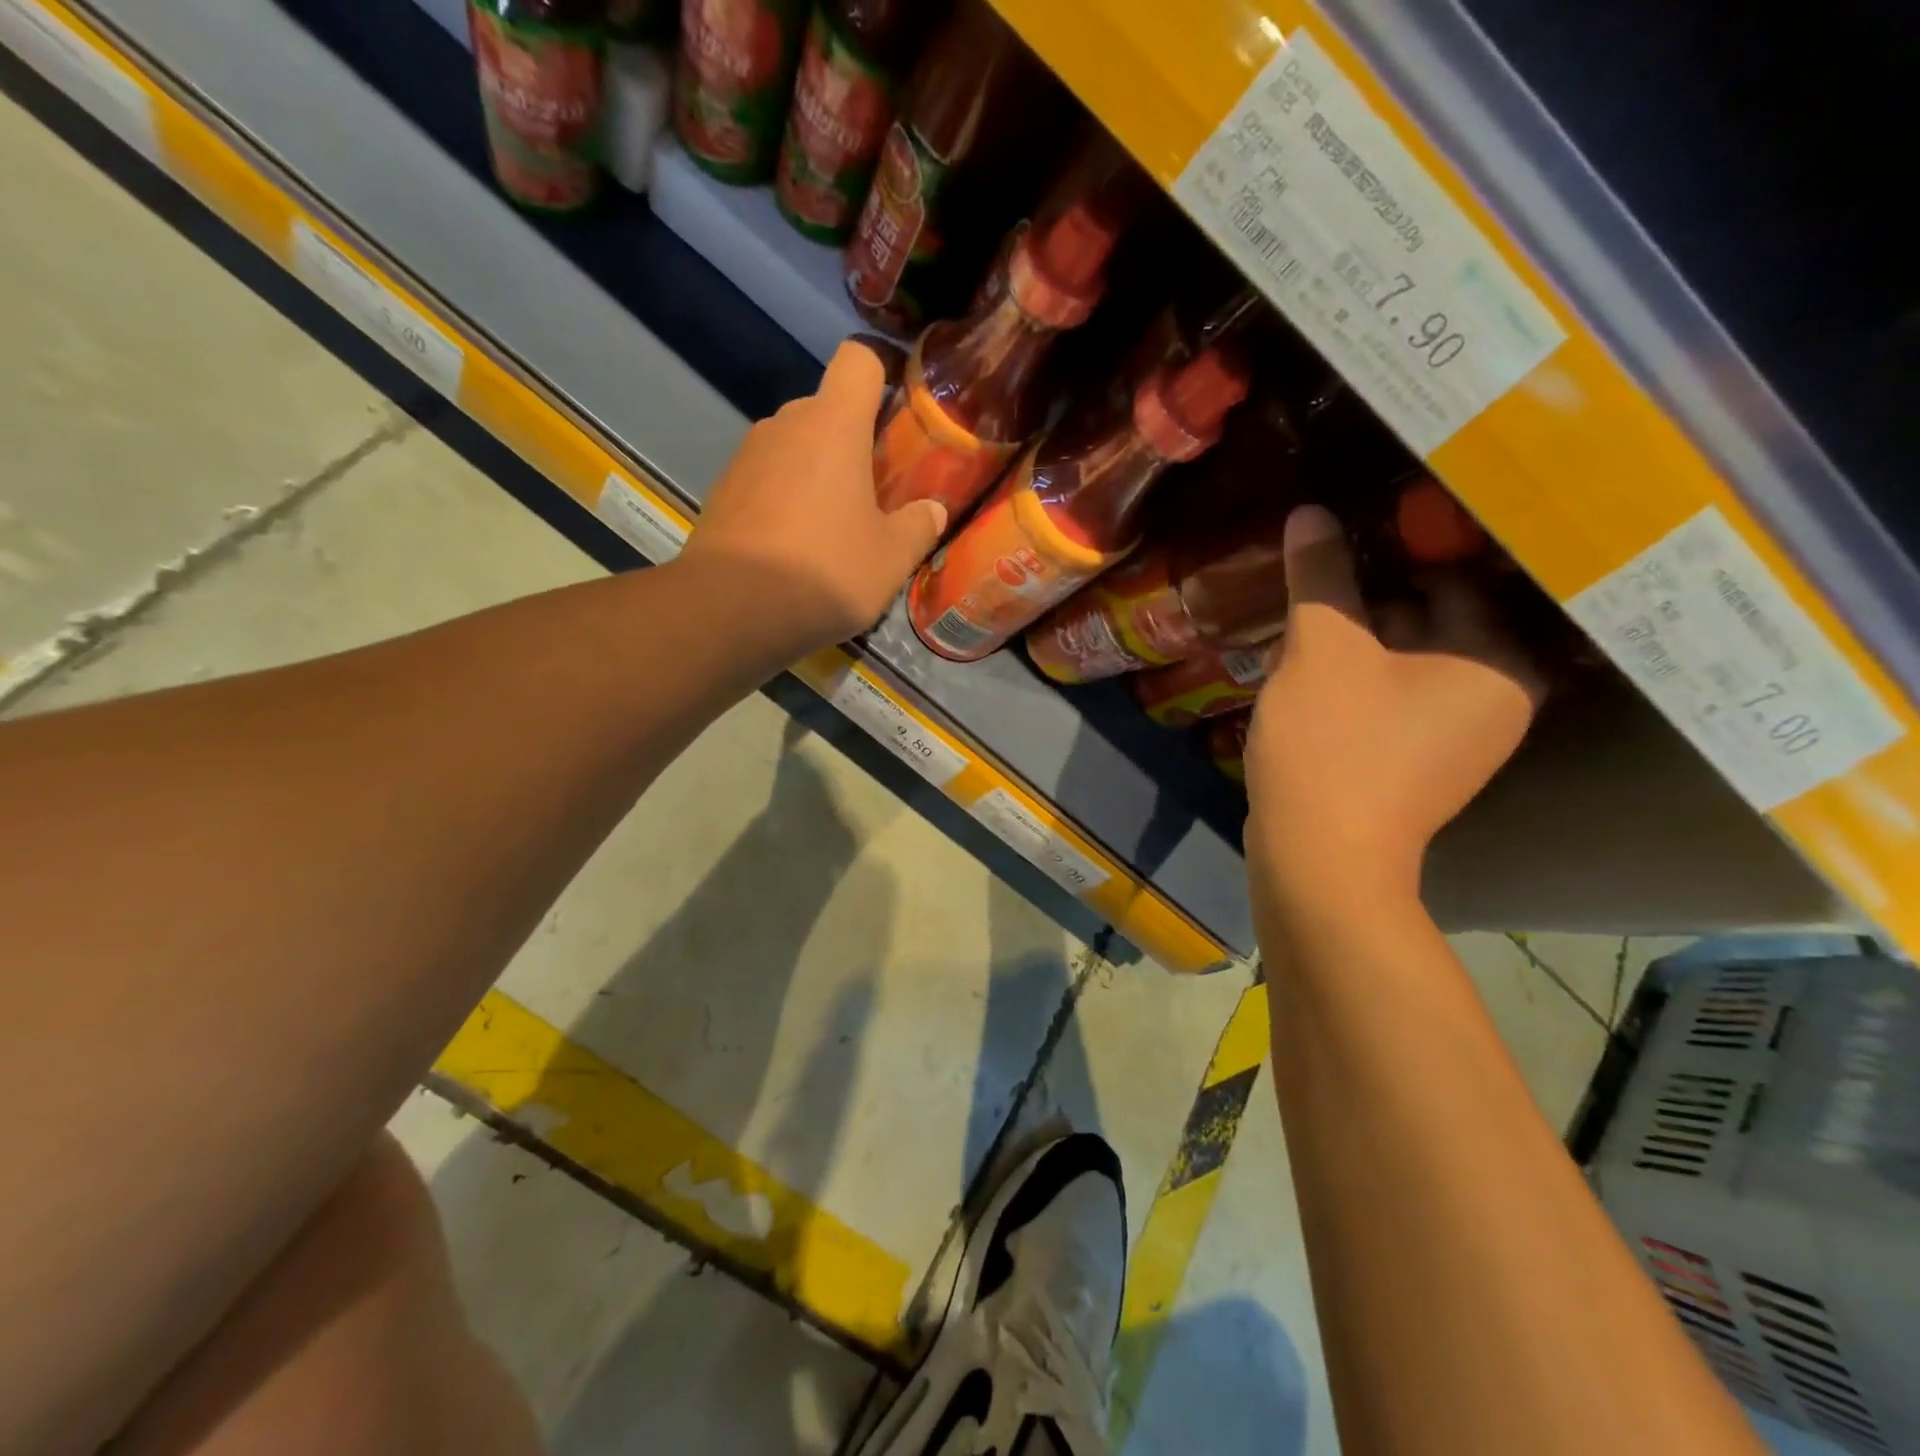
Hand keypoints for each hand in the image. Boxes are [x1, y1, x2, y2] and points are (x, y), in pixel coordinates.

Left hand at [679, 340, 946, 657]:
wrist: (730, 611)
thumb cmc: (825, 572)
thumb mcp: (891, 559)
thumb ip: (918, 526)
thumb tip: (932, 510)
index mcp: (833, 426)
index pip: (858, 360)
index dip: (881, 371)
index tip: (898, 407)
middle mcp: (785, 425)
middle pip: (827, 409)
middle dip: (853, 439)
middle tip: (876, 488)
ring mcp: (746, 457)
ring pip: (795, 447)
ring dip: (817, 472)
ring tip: (836, 526)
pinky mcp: (722, 491)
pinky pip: (766, 479)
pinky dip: (785, 499)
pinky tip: (796, 547)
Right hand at [1245, 505, 1544, 907]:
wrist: (1320, 858)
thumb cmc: (1334, 744)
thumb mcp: (1322, 648)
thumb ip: (1322, 575)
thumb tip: (1312, 512)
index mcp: (1499, 660)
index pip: (1453, 576)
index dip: (1393, 551)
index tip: (1345, 537)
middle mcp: (1499, 696)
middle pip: (1430, 619)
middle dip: (1368, 603)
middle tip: (1315, 584)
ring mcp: (1461, 737)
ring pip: (1406, 661)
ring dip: (1357, 642)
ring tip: (1304, 629)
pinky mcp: (1421, 764)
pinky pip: (1394, 698)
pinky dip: (1358, 681)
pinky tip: (1311, 677)